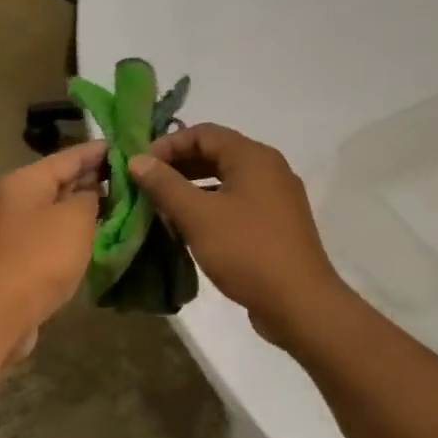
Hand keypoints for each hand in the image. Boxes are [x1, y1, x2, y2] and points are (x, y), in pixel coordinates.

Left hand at [0, 140, 105, 351]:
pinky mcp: (17, 254)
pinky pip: (50, 231)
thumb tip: (89, 194)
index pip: (69, 155)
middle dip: (92, 177)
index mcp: (26, 180)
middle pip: (59, 180)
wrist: (2, 311)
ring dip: (83, 205)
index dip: (99, 151)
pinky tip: (94, 234)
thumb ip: (89, 198)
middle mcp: (15, 197)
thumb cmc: (42, 257)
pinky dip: (72, 229)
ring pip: (55, 207)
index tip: (126, 146)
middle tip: (129, 176)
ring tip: (119, 202)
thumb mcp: (75, 219)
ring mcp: (13, 227)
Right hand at [127, 124, 348, 345]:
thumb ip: (164, 184)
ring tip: (160, 206)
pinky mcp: (276, 224)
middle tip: (145, 186)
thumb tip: (137, 160)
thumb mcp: (197, 216)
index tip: (140, 167)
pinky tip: (188, 227)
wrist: (300, 304)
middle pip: (215, 153)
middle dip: (177, 166)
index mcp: (253, 157)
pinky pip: (236, 202)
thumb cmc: (247, 251)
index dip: (167, 144)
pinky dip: (209, 206)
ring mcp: (275, 197)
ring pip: (224, 179)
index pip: (202, 132)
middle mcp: (268, 169)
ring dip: (191, 187)